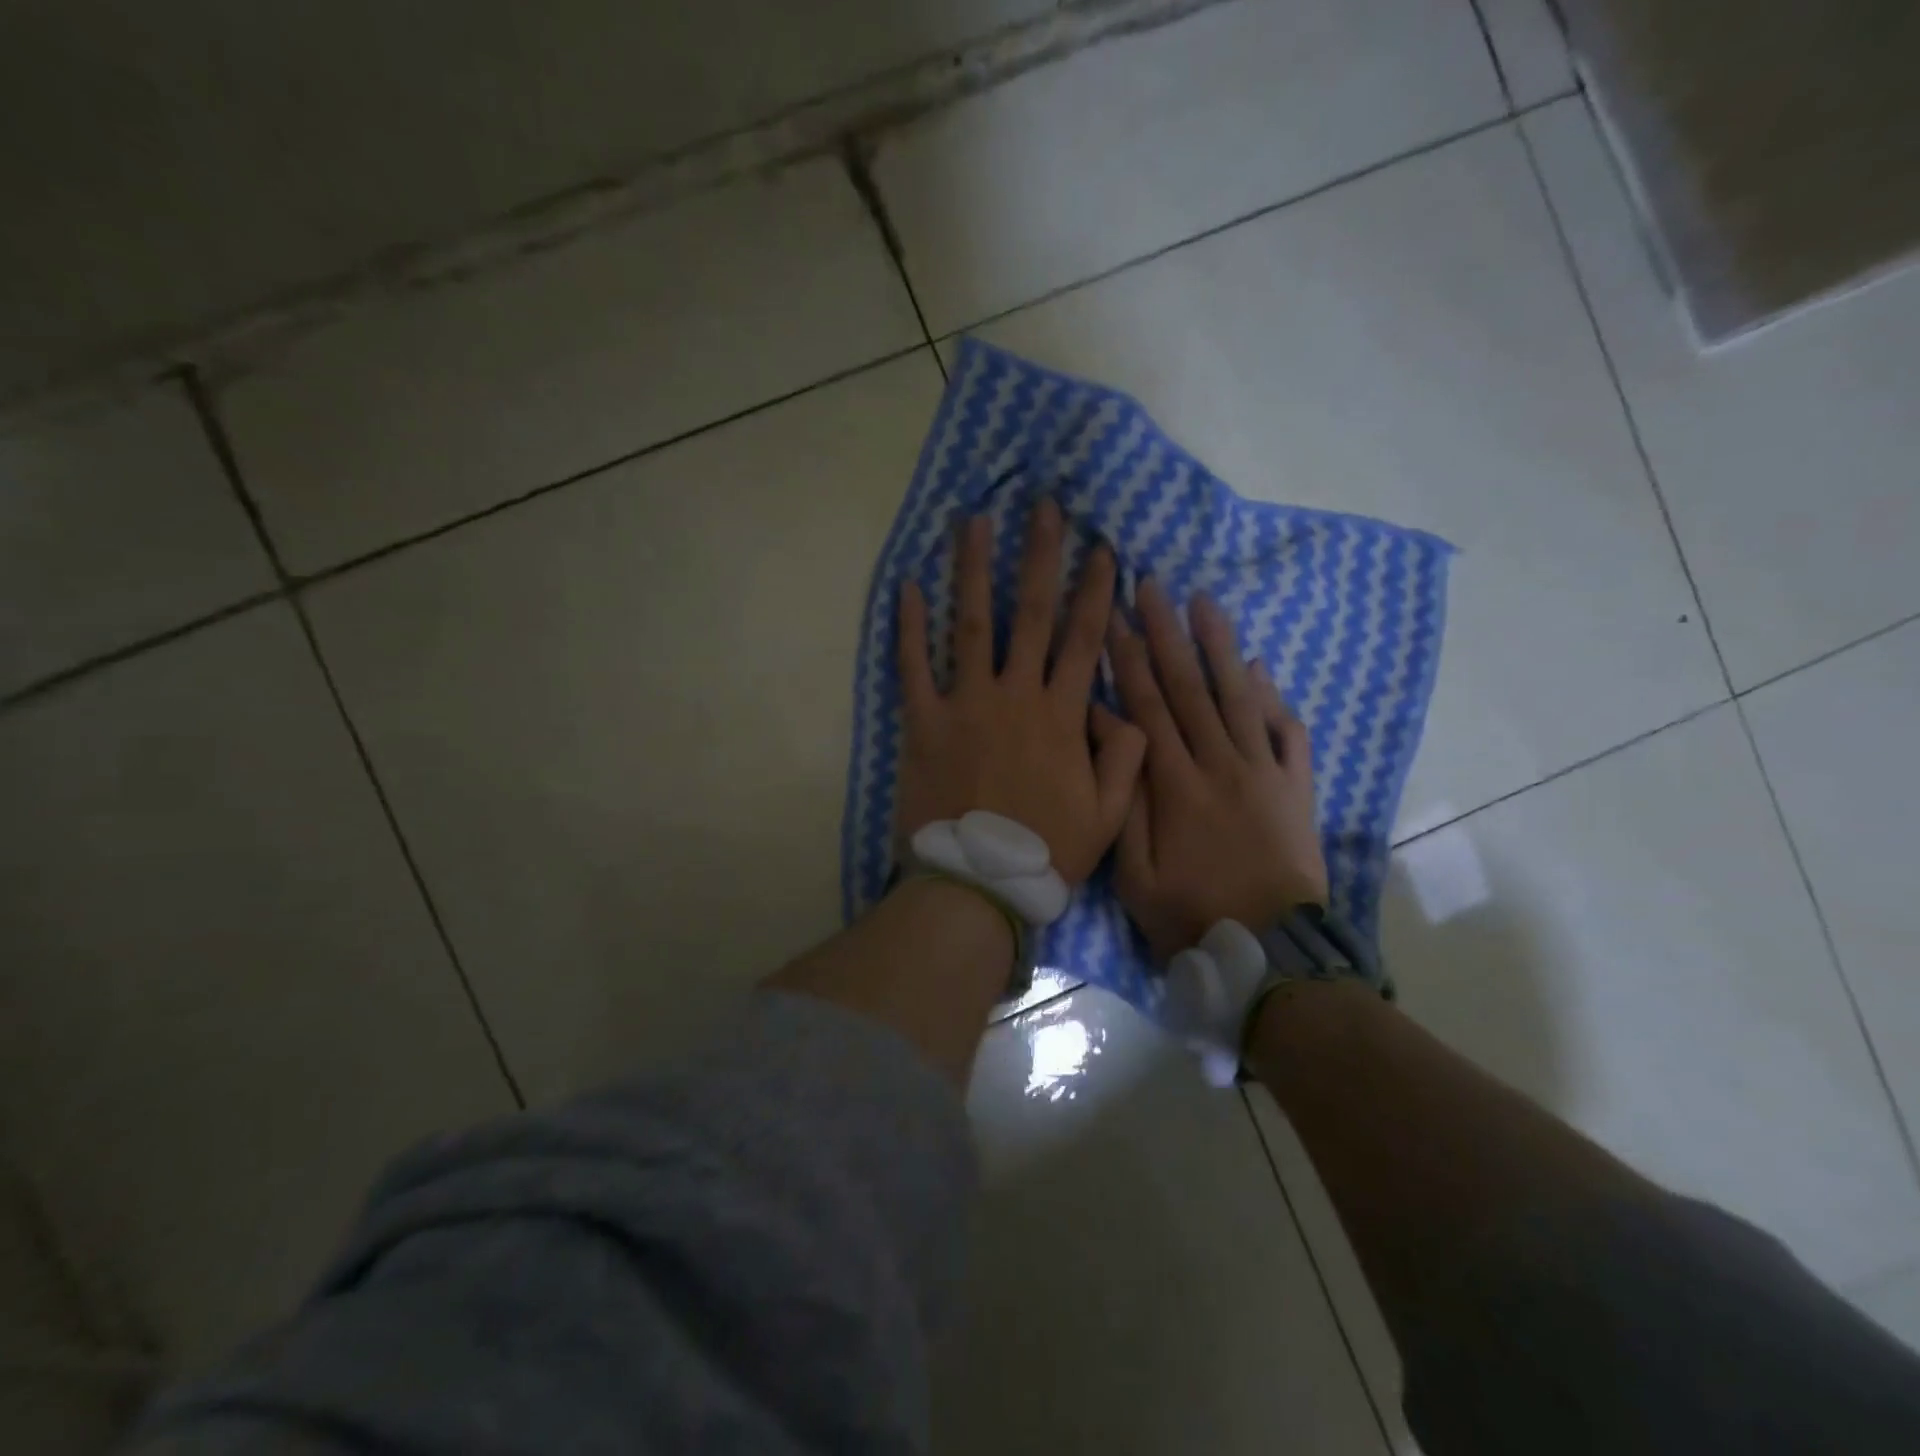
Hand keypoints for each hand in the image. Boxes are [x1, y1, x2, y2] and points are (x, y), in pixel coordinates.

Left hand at [896, 503, 1146, 884]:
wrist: (976, 884)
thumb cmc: (1045, 852)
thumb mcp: (1109, 814)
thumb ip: (1125, 758)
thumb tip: (1131, 711)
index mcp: (1062, 715)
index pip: (1084, 640)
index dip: (1096, 592)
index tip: (1103, 550)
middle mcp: (1016, 695)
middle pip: (1031, 613)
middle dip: (1040, 556)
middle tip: (1044, 508)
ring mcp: (965, 704)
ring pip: (971, 623)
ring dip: (973, 568)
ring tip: (974, 521)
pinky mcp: (922, 721)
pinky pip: (913, 665)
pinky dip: (909, 626)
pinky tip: (908, 585)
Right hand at [1109, 580, 1327, 960]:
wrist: (1271, 952)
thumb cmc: (1191, 914)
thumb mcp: (1134, 873)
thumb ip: (1124, 799)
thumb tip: (1109, 736)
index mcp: (1175, 783)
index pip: (1146, 705)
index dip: (1127, 658)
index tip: (1112, 616)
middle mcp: (1220, 764)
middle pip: (1189, 687)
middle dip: (1167, 633)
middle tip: (1151, 585)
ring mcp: (1264, 772)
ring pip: (1238, 696)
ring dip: (1219, 646)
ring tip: (1204, 601)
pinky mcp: (1296, 788)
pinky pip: (1286, 732)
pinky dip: (1273, 697)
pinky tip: (1259, 667)